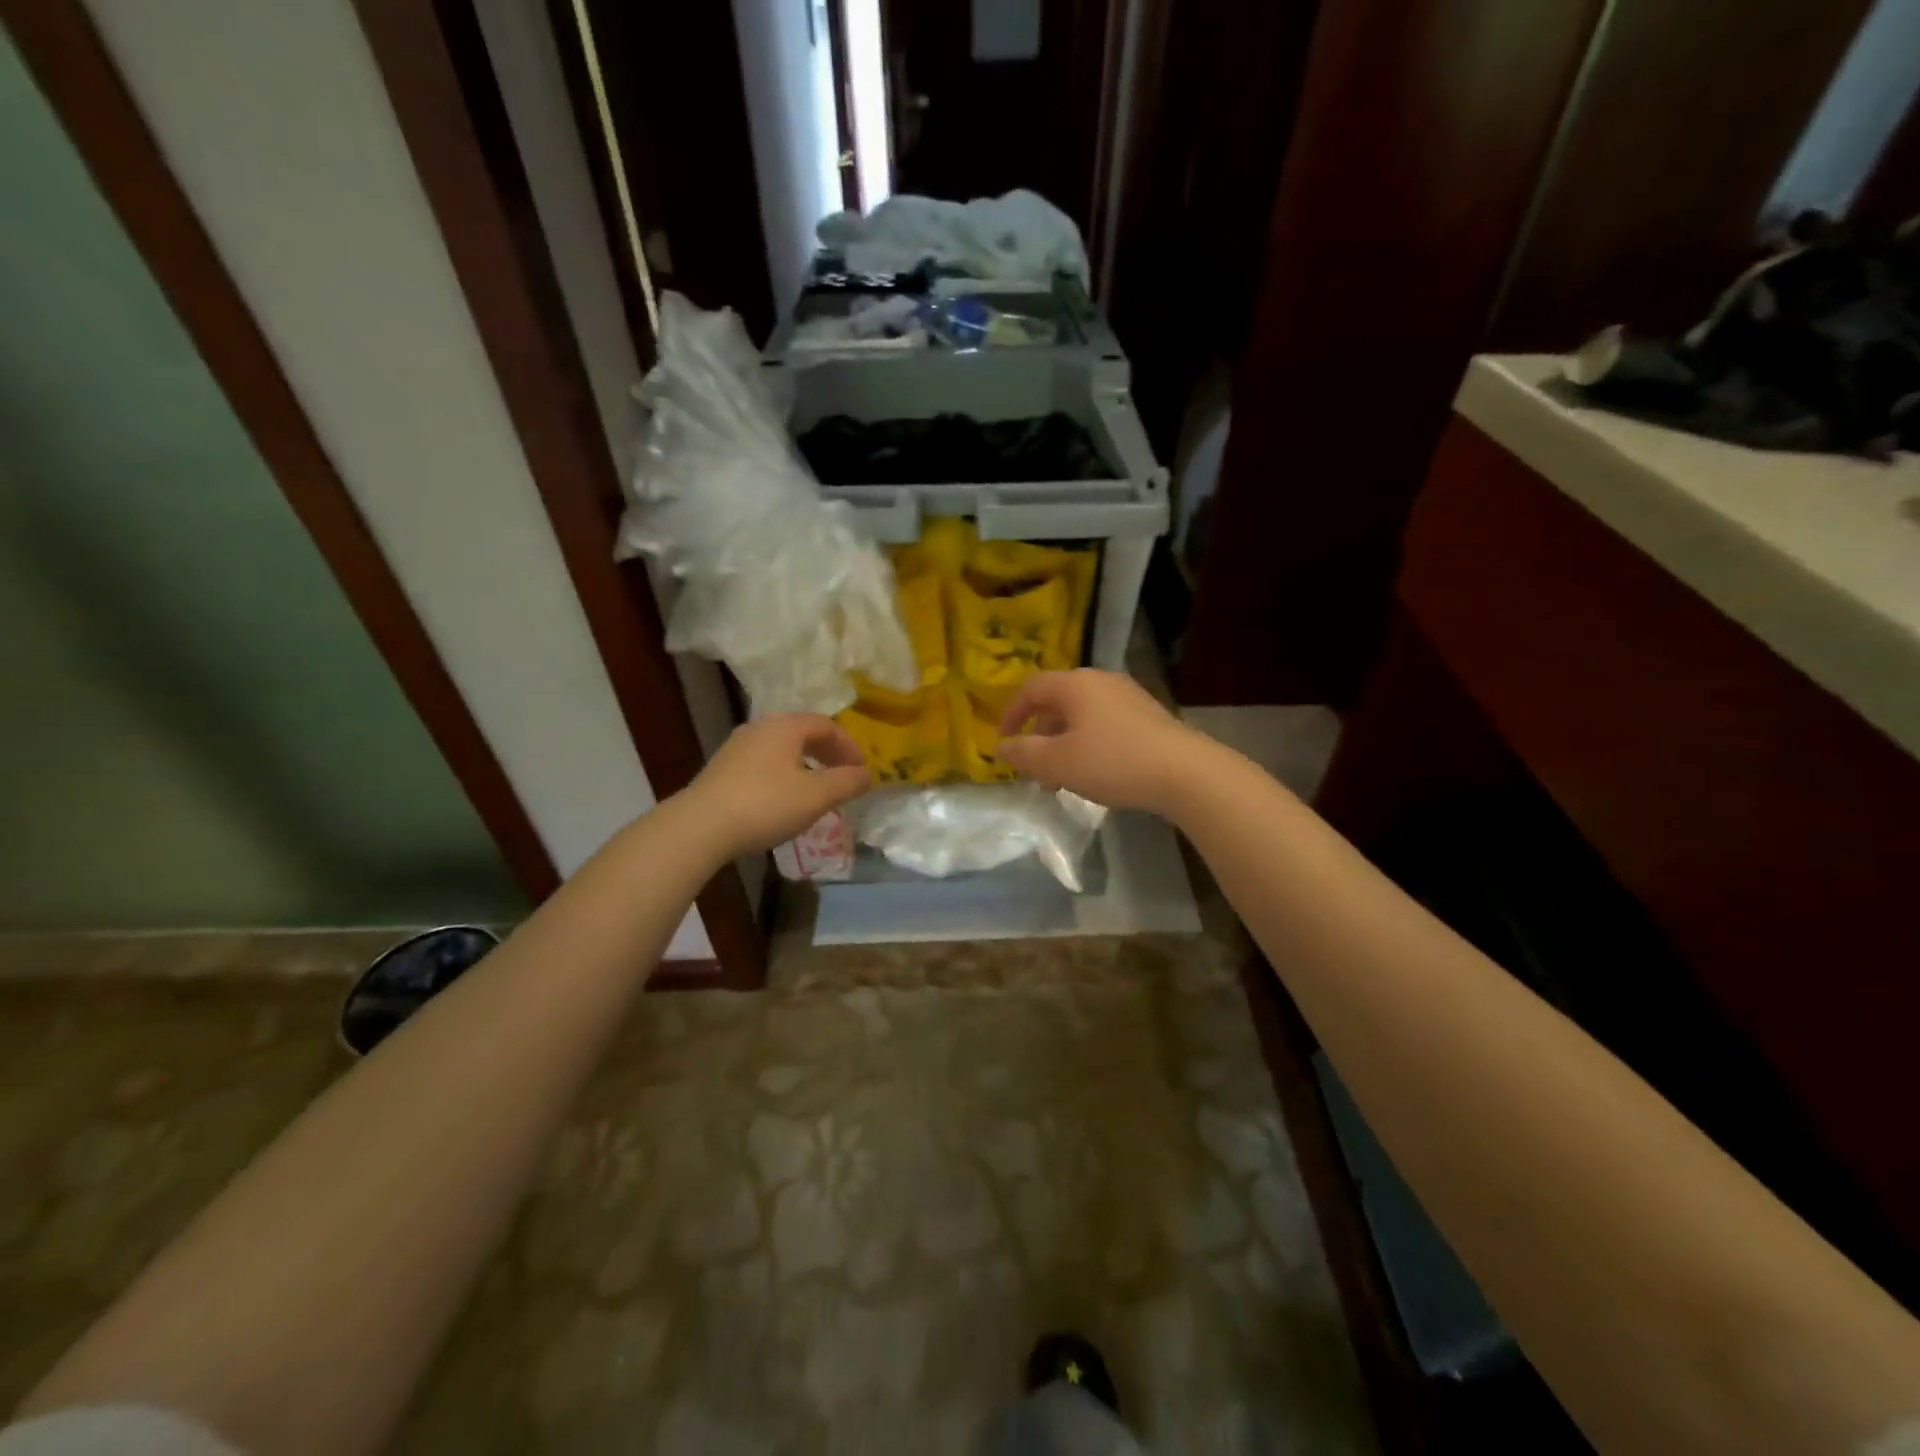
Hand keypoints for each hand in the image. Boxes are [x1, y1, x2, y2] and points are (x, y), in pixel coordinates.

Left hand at [685, 714, 871, 855]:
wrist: (700, 827)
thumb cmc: (766, 804)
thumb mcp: (816, 796)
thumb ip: (846, 783)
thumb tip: (866, 775)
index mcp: (784, 727)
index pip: (825, 724)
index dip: (848, 745)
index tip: (860, 770)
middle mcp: (759, 729)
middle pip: (802, 733)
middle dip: (827, 753)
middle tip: (842, 776)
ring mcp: (737, 748)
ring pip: (781, 749)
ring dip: (805, 765)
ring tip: (816, 791)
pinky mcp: (722, 770)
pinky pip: (763, 764)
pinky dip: (784, 775)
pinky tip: (784, 801)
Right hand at [998, 669, 1212, 815]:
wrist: (1184, 772)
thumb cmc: (1112, 761)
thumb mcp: (1058, 762)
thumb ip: (1024, 754)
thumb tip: (1002, 747)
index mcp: (1075, 684)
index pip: (1031, 688)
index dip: (1012, 713)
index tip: (1004, 740)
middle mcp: (1101, 681)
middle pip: (1057, 702)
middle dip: (1040, 736)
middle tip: (1034, 769)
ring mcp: (1128, 696)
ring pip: (1082, 716)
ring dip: (1064, 744)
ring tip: (1063, 779)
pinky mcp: (1148, 715)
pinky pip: (1105, 724)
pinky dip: (1089, 744)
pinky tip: (1095, 773)